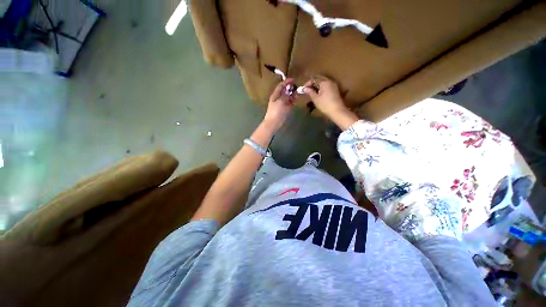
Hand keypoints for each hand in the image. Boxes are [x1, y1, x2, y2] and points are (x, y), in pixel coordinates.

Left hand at [263, 79, 294, 131]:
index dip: (286, 82)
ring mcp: (282, 104)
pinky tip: (297, 99)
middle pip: (285, 91)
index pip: (281, 86)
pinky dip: (293, 100)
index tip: (293, 79)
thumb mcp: (281, 101)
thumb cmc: (276, 111)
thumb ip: (285, 95)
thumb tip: (289, 91)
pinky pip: (290, 103)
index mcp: (275, 95)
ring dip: (292, 94)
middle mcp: (279, 98)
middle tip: (297, 86)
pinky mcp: (285, 109)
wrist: (274, 123)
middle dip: (290, 88)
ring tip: (298, 92)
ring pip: (288, 97)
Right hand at [302, 77, 358, 129]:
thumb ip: (309, 92)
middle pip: (319, 81)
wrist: (337, 111)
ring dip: (316, 88)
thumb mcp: (315, 98)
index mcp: (325, 82)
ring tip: (311, 94)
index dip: (307, 84)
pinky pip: (326, 88)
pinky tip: (318, 95)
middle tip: (306, 91)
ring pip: (323, 84)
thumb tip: (303, 88)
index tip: (302, 90)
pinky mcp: (335, 91)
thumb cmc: (325, 104)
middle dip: (312, 85)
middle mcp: (330, 82)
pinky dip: (321, 90)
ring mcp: (333, 86)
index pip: (314, 79)